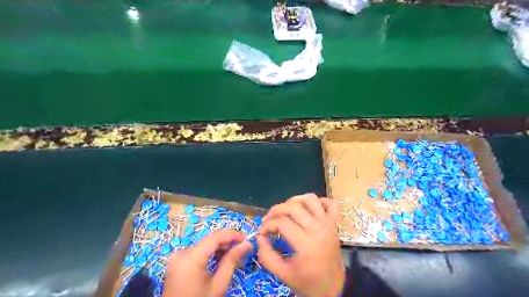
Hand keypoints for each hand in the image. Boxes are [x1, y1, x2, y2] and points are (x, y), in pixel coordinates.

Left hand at [163, 229, 250, 296]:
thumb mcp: (219, 284)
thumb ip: (232, 261)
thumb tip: (247, 244)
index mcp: (191, 257)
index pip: (216, 237)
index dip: (233, 235)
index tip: (248, 239)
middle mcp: (182, 252)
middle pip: (210, 240)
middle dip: (228, 242)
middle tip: (242, 249)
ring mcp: (178, 257)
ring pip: (204, 245)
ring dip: (220, 248)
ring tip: (232, 256)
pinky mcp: (177, 263)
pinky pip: (197, 252)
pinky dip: (209, 254)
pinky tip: (219, 261)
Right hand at [256, 193, 342, 296]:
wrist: (332, 287)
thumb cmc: (307, 281)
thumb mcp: (282, 274)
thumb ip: (266, 256)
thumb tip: (259, 236)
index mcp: (306, 243)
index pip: (282, 222)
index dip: (267, 225)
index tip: (262, 232)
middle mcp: (318, 228)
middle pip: (293, 206)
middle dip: (276, 210)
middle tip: (268, 219)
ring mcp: (328, 223)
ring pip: (310, 199)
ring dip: (295, 200)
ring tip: (286, 210)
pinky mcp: (335, 223)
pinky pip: (330, 203)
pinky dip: (319, 201)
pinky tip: (308, 209)